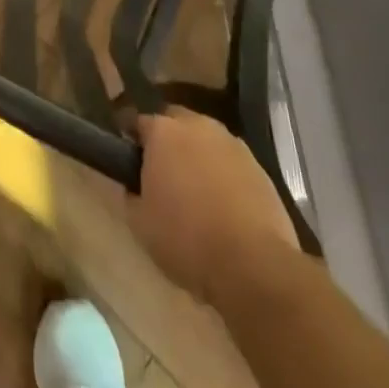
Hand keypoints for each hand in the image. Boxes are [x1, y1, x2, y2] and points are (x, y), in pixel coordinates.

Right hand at [128, 110, 299, 305]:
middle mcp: (197, 125)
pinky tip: (224, 205)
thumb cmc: (186, 239)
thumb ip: (131, 192)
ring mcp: (232, 143)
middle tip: (162, 174)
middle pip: (175, 122)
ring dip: (197, 155)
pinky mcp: (260, 167)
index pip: (138, 121)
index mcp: (163, 131)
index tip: (128, 160)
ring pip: (206, 140)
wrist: (254, 265)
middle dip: (167, 141)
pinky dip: (223, 174)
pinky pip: (230, 162)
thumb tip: (134, 184)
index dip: (131, 140)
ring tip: (196, 191)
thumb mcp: (139, 223)